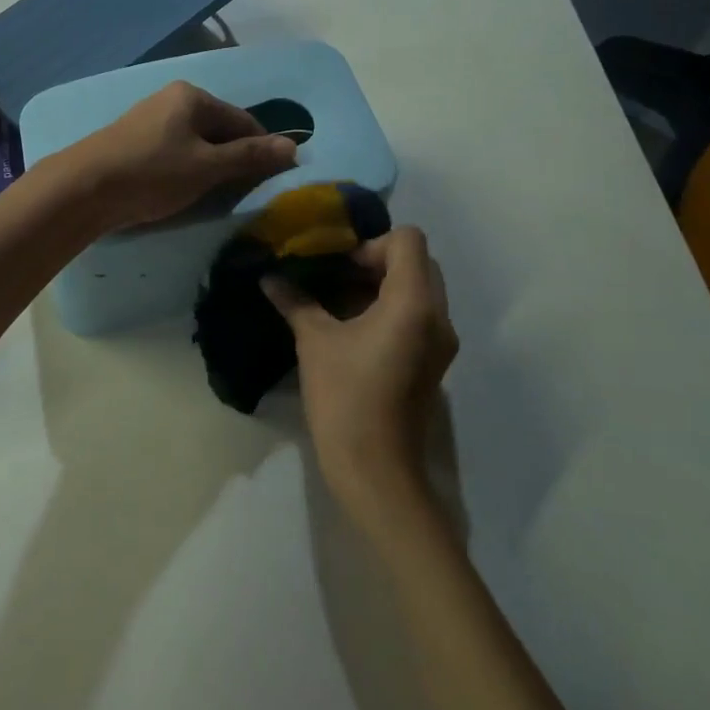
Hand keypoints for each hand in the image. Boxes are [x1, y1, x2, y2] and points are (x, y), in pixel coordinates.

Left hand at [58, 81, 297, 231]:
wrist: (83, 188)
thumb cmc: (152, 173)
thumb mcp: (207, 167)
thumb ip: (250, 156)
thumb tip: (293, 146)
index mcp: (192, 96)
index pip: (243, 120)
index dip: (262, 148)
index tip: (272, 179)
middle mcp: (171, 99)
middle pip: (219, 129)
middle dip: (234, 158)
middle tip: (240, 192)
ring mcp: (149, 119)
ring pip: (196, 143)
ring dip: (210, 167)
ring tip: (212, 195)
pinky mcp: (133, 141)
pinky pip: (174, 152)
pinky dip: (186, 169)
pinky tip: (181, 190)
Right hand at [263, 228, 457, 519]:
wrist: (376, 469)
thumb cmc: (346, 398)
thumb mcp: (314, 342)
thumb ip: (295, 301)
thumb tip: (268, 277)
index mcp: (414, 302)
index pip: (408, 240)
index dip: (371, 244)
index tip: (340, 269)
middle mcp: (438, 316)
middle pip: (418, 262)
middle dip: (376, 262)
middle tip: (337, 280)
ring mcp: (440, 341)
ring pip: (419, 290)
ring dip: (382, 286)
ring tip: (339, 303)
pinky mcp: (434, 362)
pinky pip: (418, 316)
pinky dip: (390, 309)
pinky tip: (353, 329)